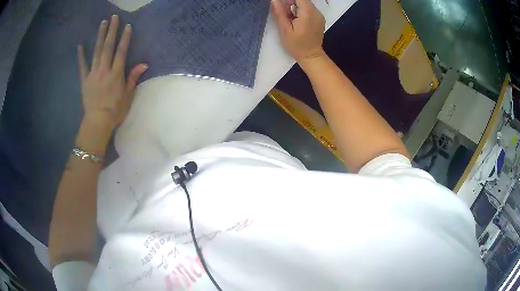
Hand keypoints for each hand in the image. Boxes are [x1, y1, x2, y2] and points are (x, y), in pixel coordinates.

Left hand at [77, 15, 147, 137]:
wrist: (97, 123)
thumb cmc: (115, 111)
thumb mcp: (128, 96)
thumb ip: (133, 78)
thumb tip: (144, 64)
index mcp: (116, 74)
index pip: (121, 52)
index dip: (124, 38)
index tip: (127, 26)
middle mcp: (104, 70)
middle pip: (108, 47)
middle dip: (112, 31)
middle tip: (114, 17)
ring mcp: (93, 74)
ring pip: (96, 52)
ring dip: (99, 36)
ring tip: (102, 23)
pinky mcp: (84, 80)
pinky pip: (82, 66)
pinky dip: (81, 56)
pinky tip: (80, 45)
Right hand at [271, 0, 325, 62]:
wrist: (311, 56)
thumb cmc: (296, 45)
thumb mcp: (285, 30)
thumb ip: (280, 13)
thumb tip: (274, 0)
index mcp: (308, 13)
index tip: (280, 4)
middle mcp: (316, 12)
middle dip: (290, 2)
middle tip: (284, 12)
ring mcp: (319, 15)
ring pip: (305, 3)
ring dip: (295, 5)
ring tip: (289, 17)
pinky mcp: (319, 18)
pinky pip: (309, 8)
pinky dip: (300, 10)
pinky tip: (296, 19)